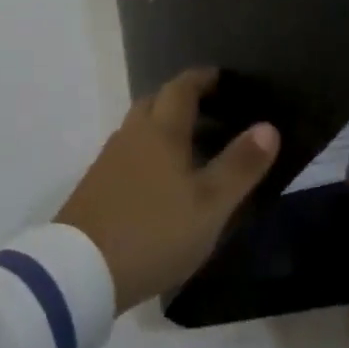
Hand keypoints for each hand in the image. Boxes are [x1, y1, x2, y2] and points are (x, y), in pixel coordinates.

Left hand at [56, 68, 279, 311]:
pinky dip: (148, 152)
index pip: (181, 88)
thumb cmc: (154, 231)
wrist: (80, 270)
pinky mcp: (96, 185)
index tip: (221, 77)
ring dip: (164, 127)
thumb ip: (240, 165)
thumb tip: (268, 126)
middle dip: (181, 99)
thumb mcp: (209, 205)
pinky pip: (128, 153)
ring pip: (140, 128)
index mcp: (161, 130)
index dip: (202, 78)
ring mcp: (110, 159)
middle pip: (156, 102)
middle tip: (210, 111)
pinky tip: (160, 180)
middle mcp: (132, 134)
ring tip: (191, 147)